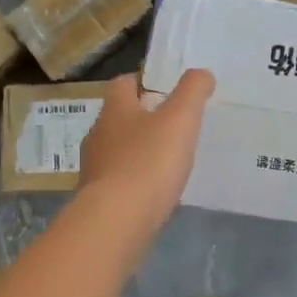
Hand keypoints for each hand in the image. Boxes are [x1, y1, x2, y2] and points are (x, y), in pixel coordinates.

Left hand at [77, 70, 214, 236]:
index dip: (143, 82)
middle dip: (143, 119)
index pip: (123, 84)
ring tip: (169, 161)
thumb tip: (202, 73)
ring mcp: (95, 170)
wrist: (116, 222)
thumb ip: (193, 91)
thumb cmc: (148, 162)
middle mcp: (98, 136)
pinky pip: (119, 183)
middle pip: (119, 118)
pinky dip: (136, 182)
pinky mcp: (98, 200)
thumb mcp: (180, 119)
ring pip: (118, 151)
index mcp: (114, 110)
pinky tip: (156, 192)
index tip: (166, 90)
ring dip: (139, 152)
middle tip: (174, 125)